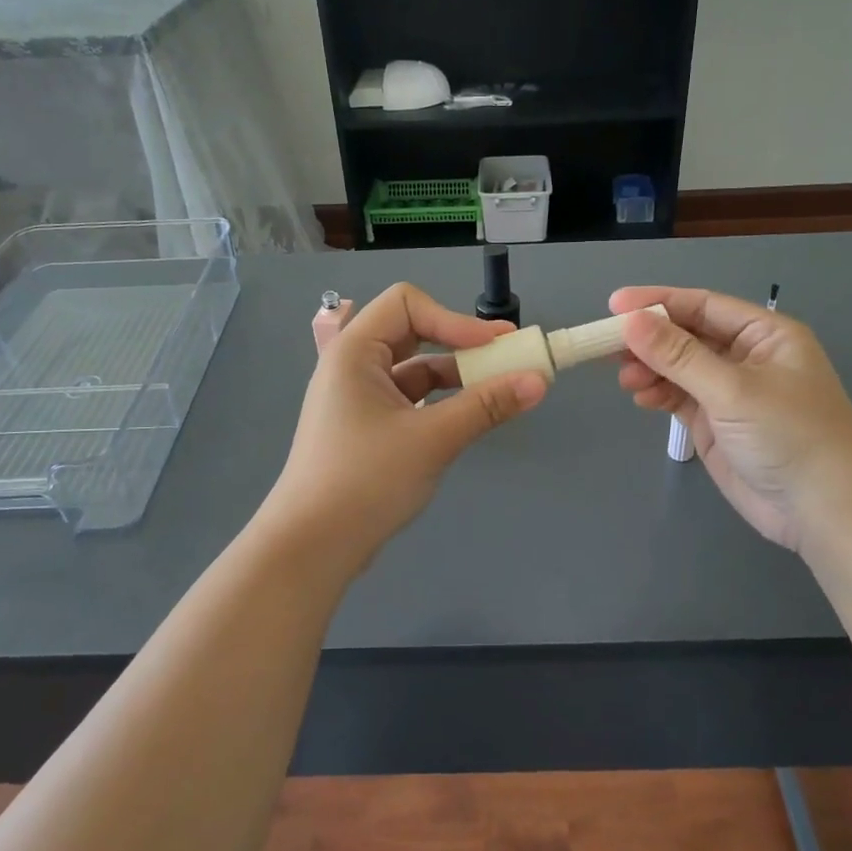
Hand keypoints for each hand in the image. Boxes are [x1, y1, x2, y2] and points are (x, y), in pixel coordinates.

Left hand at [264, 283, 546, 561]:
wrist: (312, 546)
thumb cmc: (366, 480)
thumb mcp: (432, 439)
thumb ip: (486, 405)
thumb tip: (539, 380)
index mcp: (354, 352)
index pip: (407, 304)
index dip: (454, 319)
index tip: (496, 346)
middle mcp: (352, 366)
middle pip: (413, 332)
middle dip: (460, 342)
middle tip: (506, 356)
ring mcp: (358, 399)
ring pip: (414, 370)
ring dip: (455, 375)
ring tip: (500, 389)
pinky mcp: (367, 428)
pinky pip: (410, 399)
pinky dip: (441, 402)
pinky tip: (470, 415)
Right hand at [612, 287, 851, 552]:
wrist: (825, 512)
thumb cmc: (790, 437)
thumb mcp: (733, 390)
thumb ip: (679, 356)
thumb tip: (631, 321)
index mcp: (764, 334)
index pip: (702, 305)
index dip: (658, 303)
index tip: (613, 306)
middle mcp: (746, 356)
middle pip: (686, 335)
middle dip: (649, 339)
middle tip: (607, 346)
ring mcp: (729, 391)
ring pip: (678, 367)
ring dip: (649, 368)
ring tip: (626, 380)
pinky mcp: (716, 422)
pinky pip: (678, 396)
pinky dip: (657, 393)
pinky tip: (641, 398)